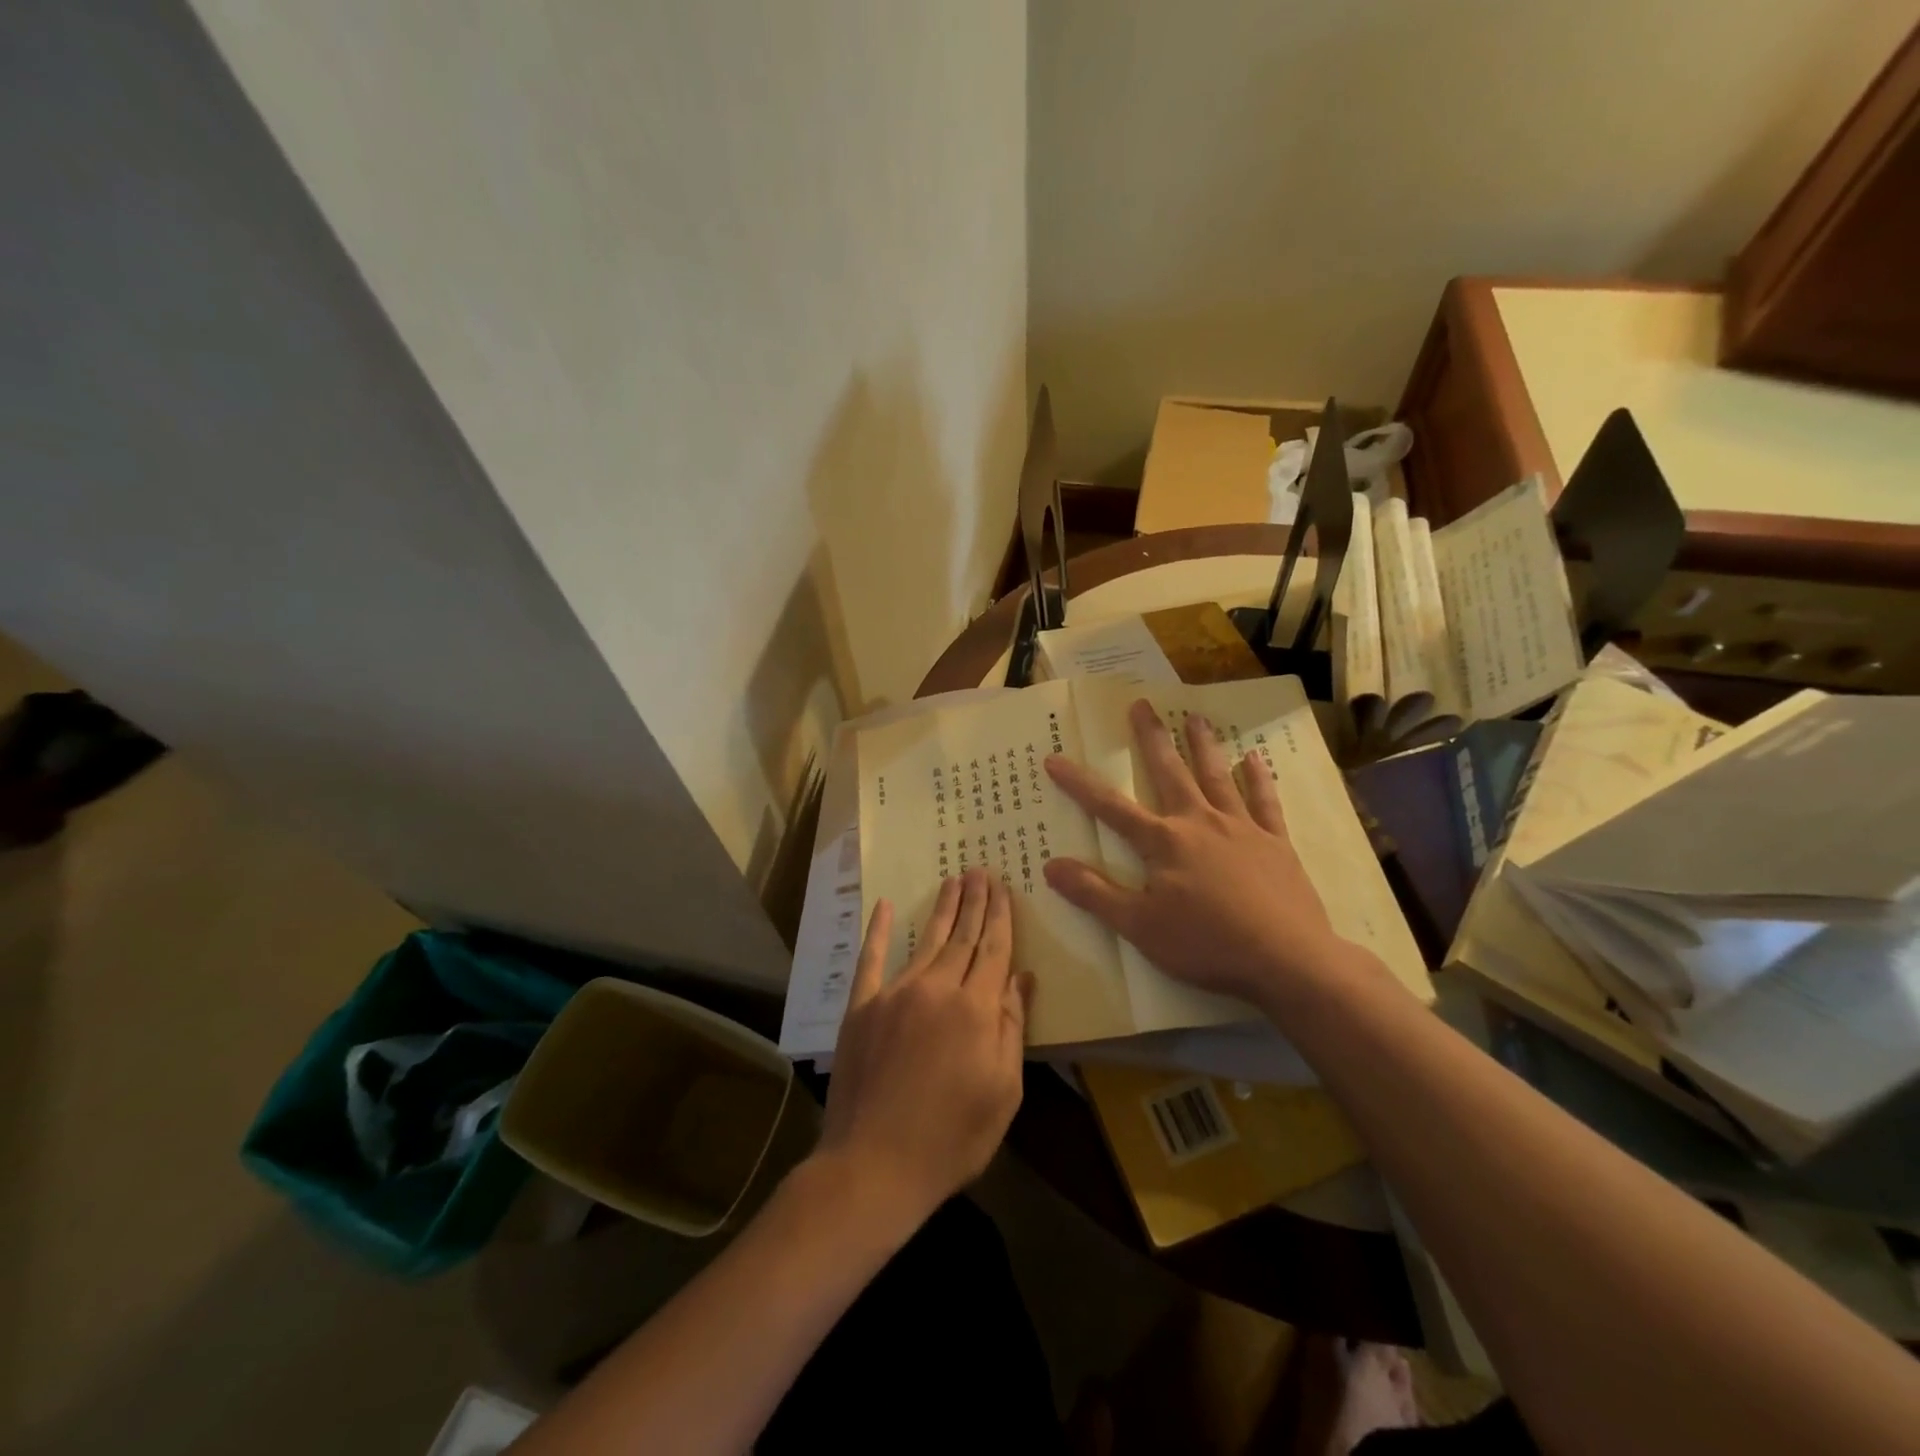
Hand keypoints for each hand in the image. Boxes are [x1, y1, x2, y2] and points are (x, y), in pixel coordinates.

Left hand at [813, 870, 1031, 1232]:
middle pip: (962, 937)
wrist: (874, 1165)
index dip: (1000, 917)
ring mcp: (895, 994)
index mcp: (975, 1009)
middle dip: (974, 902)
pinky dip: (877, 931)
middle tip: (980, 871)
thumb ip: (1012, 1028)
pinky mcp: (862, 1007)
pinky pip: (871, 960)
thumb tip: (1022, 978)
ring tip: (952, 881)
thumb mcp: (1002, 1092)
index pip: (993, 950)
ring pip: (925, 941)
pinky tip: (883, 905)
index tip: (1003, 887)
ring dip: (941, 909)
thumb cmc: (952, 1138)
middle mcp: (936, 989)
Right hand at [1043, 698, 1350, 1007]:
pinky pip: (1265, 803)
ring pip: (1217, 776)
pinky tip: (1254, 760)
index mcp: (1163, 842)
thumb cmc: (1206, 943)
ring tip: (1195, 717)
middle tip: (1142, 704)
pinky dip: (1258, 780)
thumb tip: (1050, 865)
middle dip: (1152, 738)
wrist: (1286, 959)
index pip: (1110, 807)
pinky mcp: (1275, 843)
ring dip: (1204, 745)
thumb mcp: (1139, 926)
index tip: (1055, 759)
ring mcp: (1241, 828)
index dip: (1079, 784)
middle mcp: (1199, 822)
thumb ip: (1095, 893)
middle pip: (1170, 772)